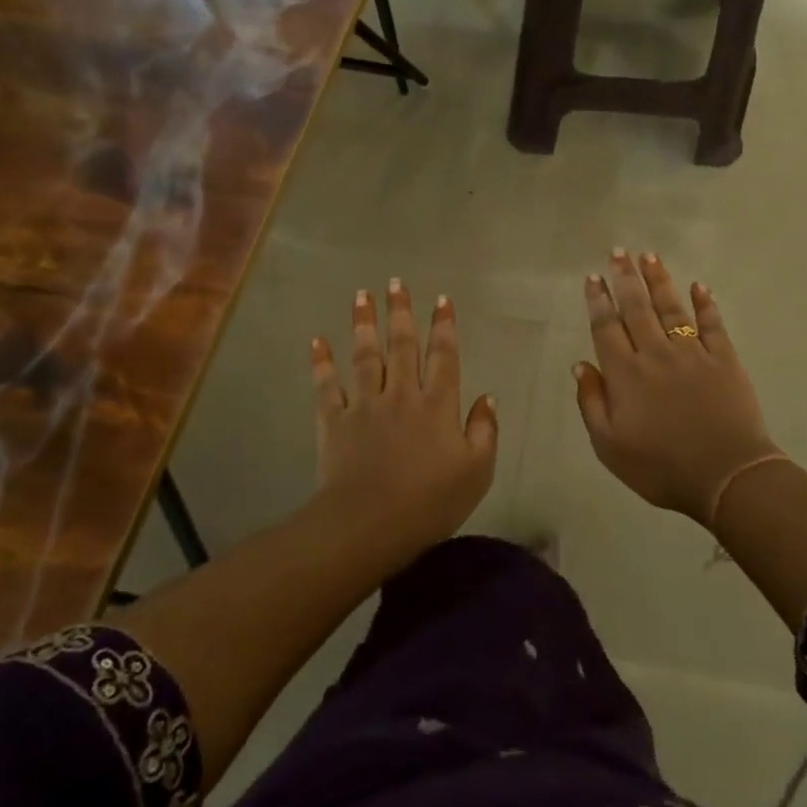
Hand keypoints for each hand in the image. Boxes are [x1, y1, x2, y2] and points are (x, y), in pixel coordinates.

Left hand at [310, 279, 497, 565]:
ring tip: (361, 295)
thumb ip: (485, 431)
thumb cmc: (430, 502)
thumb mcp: (477, 471)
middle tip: (396, 282)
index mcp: (438, 405)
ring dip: (364, 323)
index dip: (444, 326)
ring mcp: (365, 405)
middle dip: (400, 312)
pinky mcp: (334, 421)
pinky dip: (322, 363)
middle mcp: (402, 394)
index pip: (444, 356)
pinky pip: (326, 385)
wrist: (369, 524)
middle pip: (402, 345)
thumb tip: (488, 397)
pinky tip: (318, 341)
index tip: (442, 299)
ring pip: (365, 356)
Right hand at [574, 250, 782, 525]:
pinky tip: (699, 285)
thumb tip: (580, 364)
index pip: (607, 328)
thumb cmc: (660, 467)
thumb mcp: (609, 446)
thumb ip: (591, 402)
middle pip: (637, 308)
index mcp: (625, 374)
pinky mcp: (724, 360)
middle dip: (625, 278)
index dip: (598, 301)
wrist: (726, 476)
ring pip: (672, 308)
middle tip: (618, 252)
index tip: (593, 277)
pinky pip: (712, 324)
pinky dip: (705, 304)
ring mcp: (693, 354)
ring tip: (649, 257)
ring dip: (659, 281)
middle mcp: (656, 354)